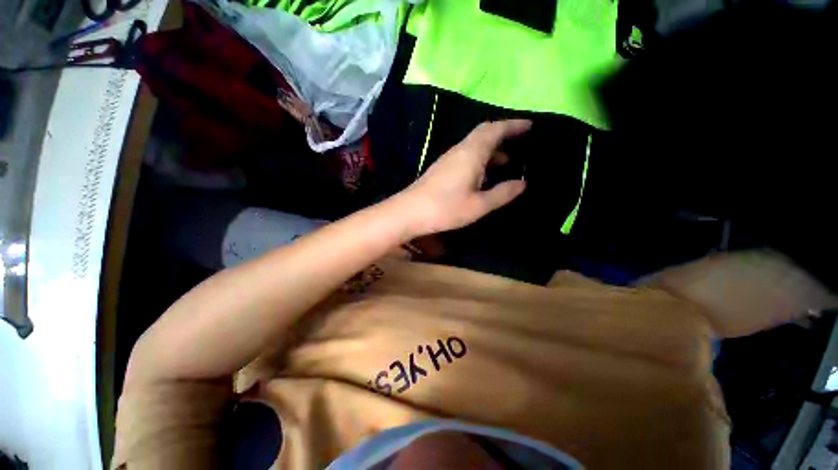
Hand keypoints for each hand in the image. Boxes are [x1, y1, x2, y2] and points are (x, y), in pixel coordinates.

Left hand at [395, 120, 530, 237]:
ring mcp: (449, 158)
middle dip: (503, 134)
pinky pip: (466, 155)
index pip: (495, 129)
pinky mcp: (442, 168)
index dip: (513, 125)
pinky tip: (483, 174)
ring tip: (507, 162)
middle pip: (484, 133)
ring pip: (474, 145)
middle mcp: (460, 150)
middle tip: (520, 141)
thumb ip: (502, 193)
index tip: (529, 126)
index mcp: (472, 153)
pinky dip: (480, 158)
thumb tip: (523, 183)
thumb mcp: (479, 205)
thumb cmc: (446, 208)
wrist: (409, 212)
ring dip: (491, 149)